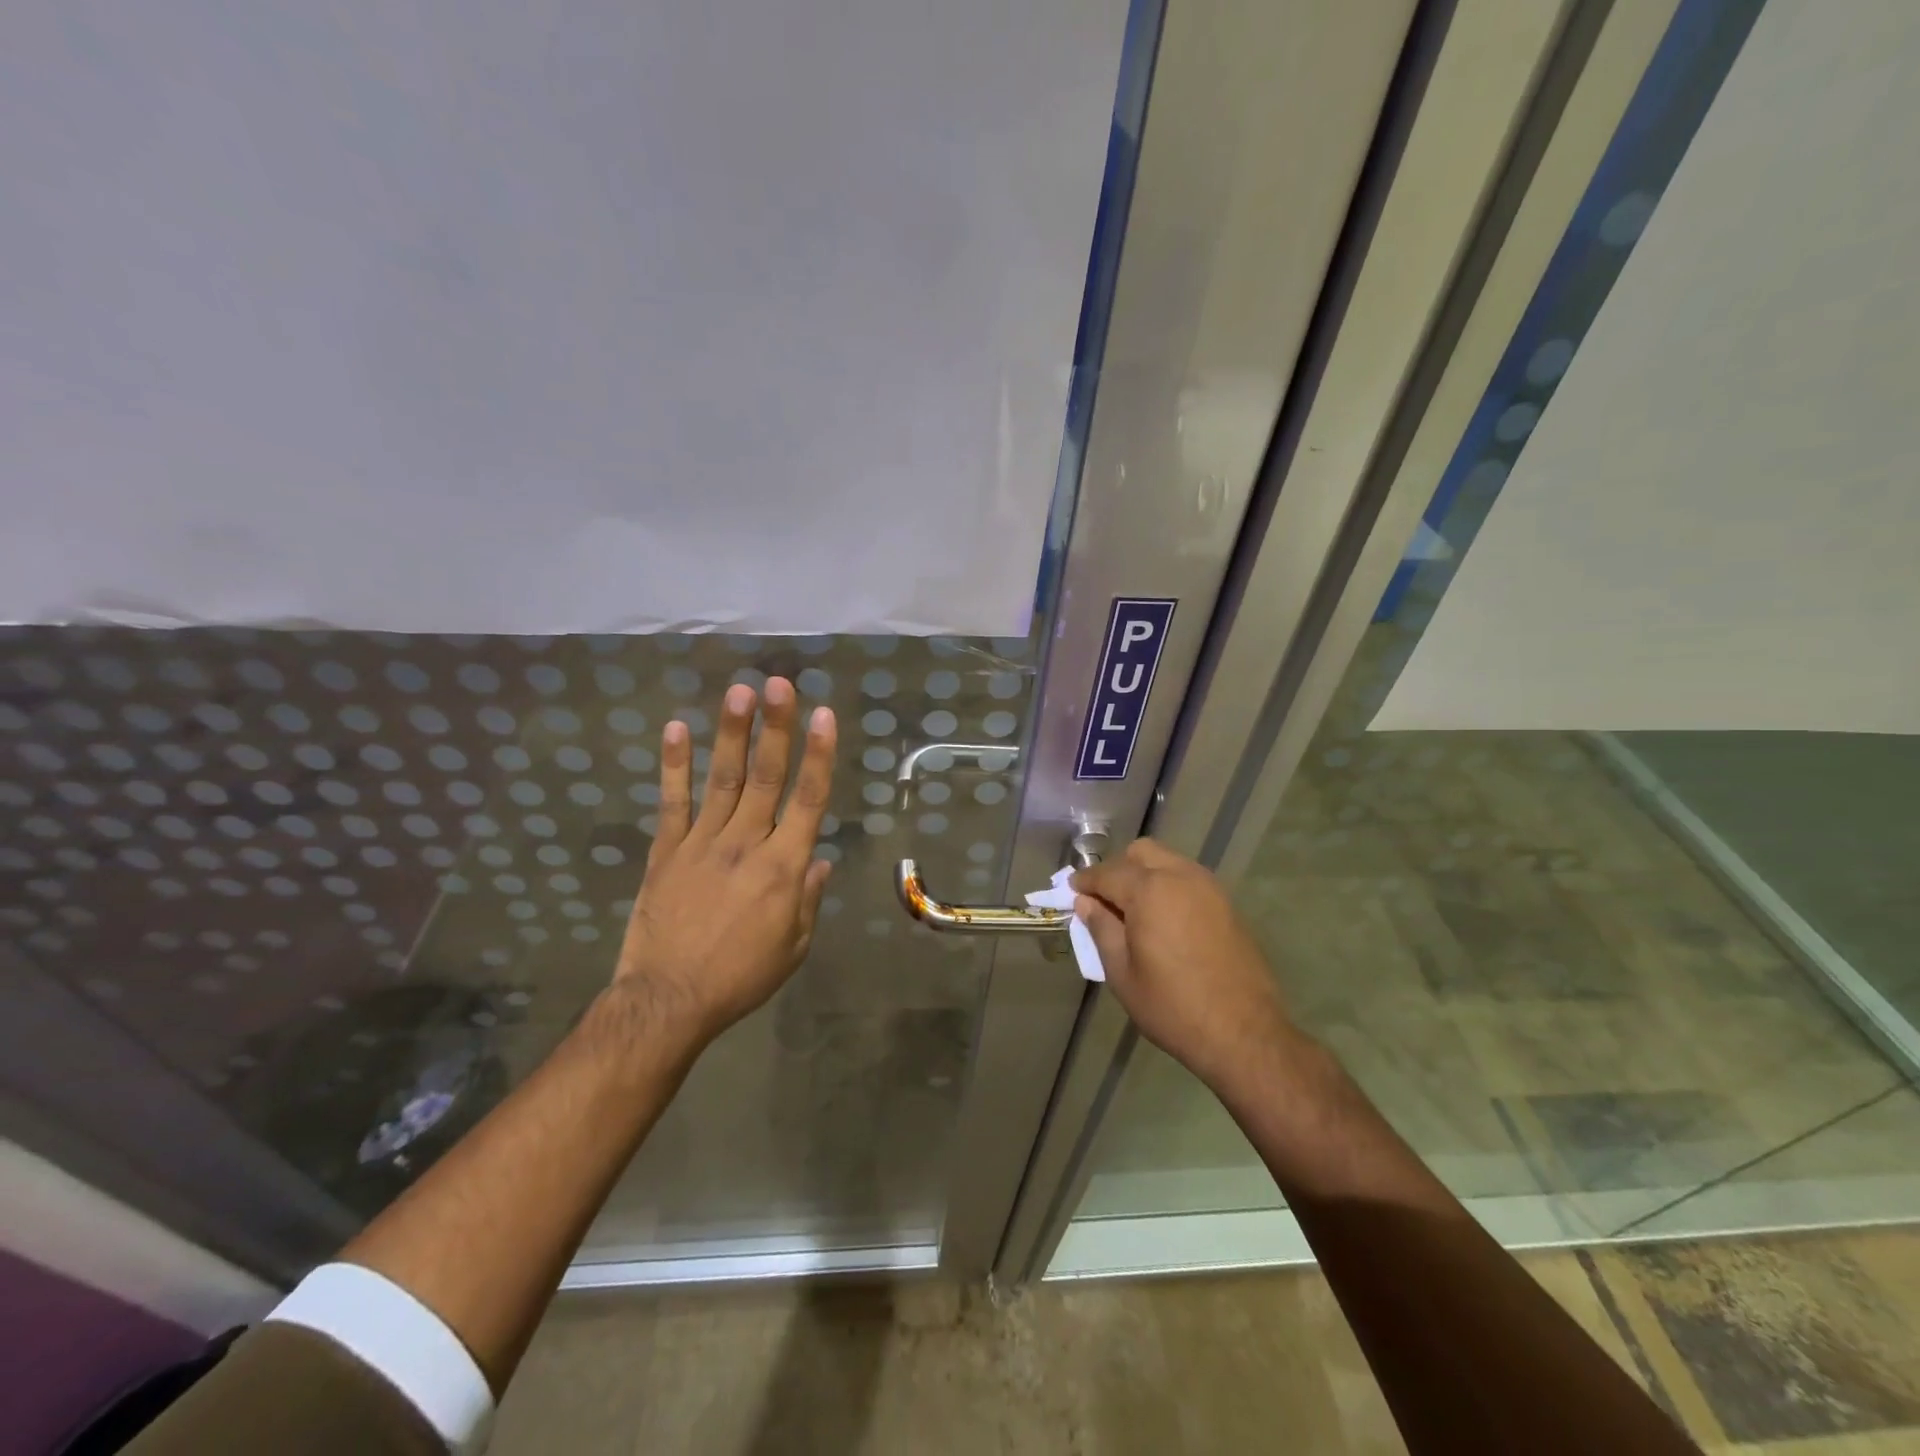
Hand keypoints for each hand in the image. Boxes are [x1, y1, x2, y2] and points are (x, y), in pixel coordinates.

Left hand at [614, 677, 835, 1045]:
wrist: (668, 1001)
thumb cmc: (741, 977)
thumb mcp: (793, 946)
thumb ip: (808, 898)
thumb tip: (820, 860)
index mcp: (783, 867)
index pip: (808, 800)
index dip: (819, 755)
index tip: (824, 715)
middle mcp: (746, 844)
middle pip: (766, 777)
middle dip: (776, 728)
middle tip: (780, 683)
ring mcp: (701, 844)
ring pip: (723, 780)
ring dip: (732, 734)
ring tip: (740, 692)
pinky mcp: (665, 852)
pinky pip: (671, 803)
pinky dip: (674, 766)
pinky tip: (676, 729)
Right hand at [1073, 839, 1297, 1087]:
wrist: (1244, 1033)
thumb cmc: (1173, 1006)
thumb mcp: (1122, 973)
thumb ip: (1101, 929)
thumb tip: (1087, 903)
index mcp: (1149, 890)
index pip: (1107, 873)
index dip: (1085, 881)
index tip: (1072, 891)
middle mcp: (1180, 877)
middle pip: (1141, 853)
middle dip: (1118, 869)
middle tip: (1105, 901)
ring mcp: (1209, 888)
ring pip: (1168, 861)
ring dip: (1145, 874)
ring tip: (1134, 910)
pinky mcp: (1227, 904)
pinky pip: (1189, 879)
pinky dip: (1169, 886)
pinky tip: (1164, 919)